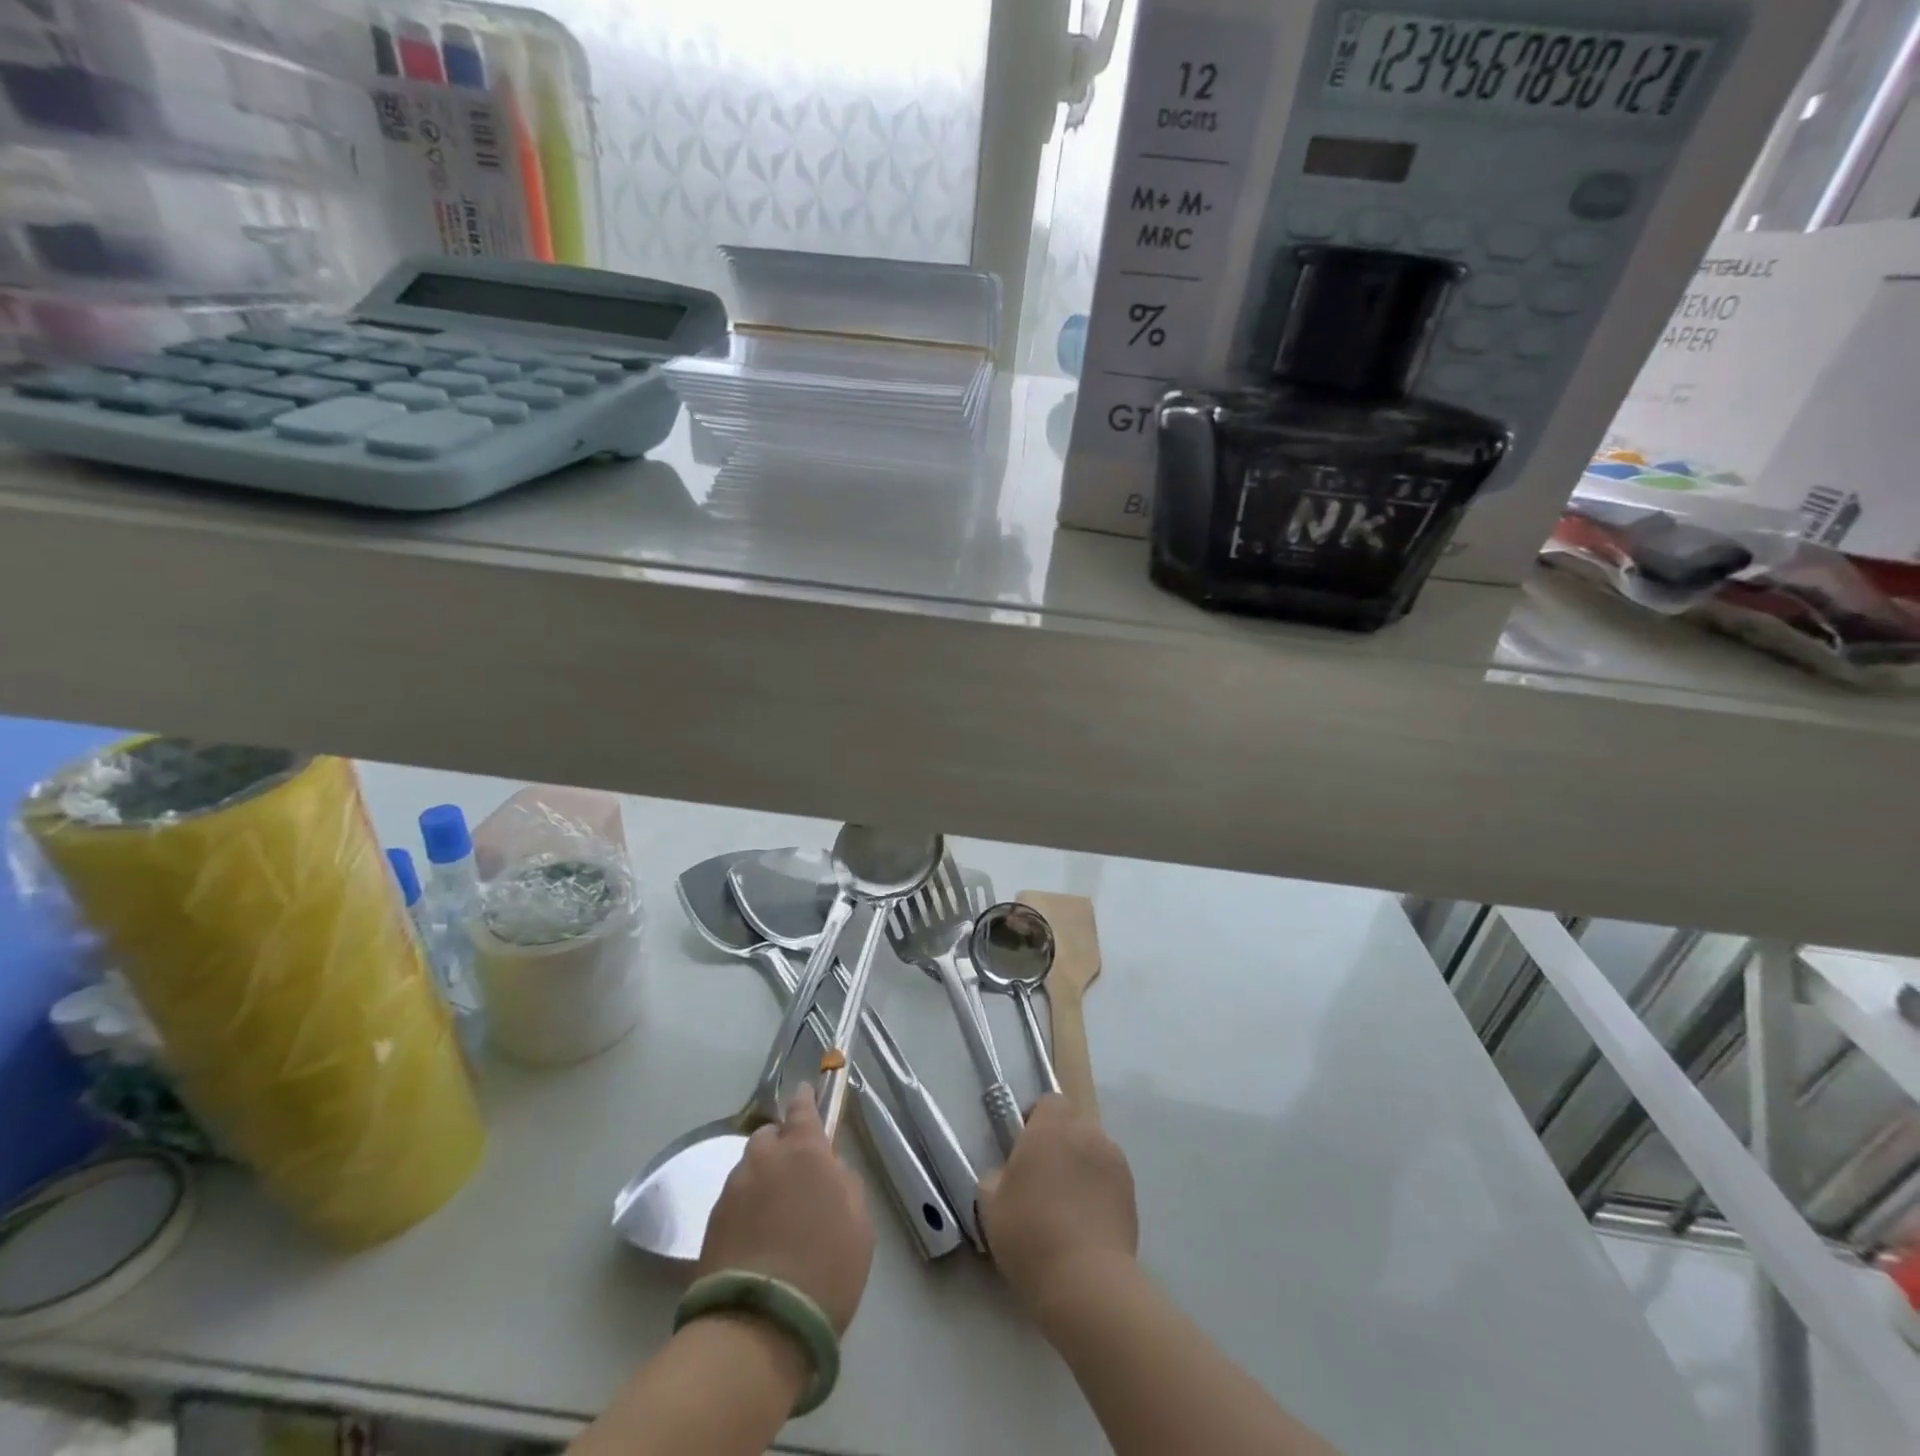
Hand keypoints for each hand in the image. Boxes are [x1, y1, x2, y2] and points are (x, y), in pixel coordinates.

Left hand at [698, 1083, 875, 1332]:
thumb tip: (831, 1170)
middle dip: (780, 1146)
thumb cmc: (825, 1268)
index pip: (802, 1109)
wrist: (760, 1326)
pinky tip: (755, 1237)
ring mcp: (734, 1189)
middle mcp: (765, 1158)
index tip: (805, 1093)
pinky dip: (745, 1208)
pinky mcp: (711, 1222)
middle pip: (769, 1137)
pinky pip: (734, 1200)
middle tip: (794, 1175)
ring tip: (773, 1213)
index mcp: (805, 1150)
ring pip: (749, 1169)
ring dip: (761, 1178)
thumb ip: (844, 1184)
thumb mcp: (859, 1224)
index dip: (805, 1100)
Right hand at [981, 1095, 1137, 1314]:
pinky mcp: (1132, 1192)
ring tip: (1068, 1206)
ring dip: (1081, 1166)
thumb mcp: (991, 1205)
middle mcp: (1087, 1132)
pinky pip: (1110, 1178)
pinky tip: (1088, 1223)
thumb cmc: (1030, 1234)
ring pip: (1094, 1151)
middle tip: (1043, 1180)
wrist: (1086, 1281)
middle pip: (1073, 1125)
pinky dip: (1099, 1190)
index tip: (1024, 1150)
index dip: (1036, 1121)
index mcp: (1051, 1126)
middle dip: (1060, 1143)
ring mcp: (1114, 1161)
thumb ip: (997, 1176)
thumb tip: (1008, 1175)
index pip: (1049, 1103)